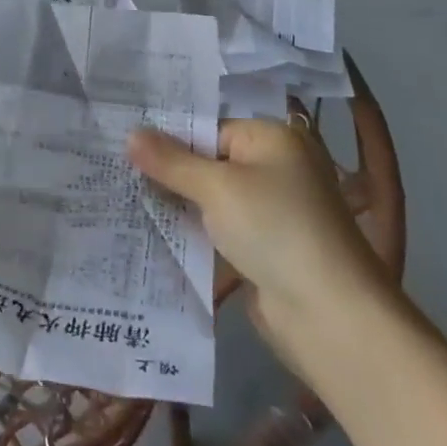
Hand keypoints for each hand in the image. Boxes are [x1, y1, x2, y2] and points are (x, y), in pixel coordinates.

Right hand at [128, 116, 389, 367]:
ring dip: (178, 205)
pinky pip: (220, 231)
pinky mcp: (265, 249)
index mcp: (274, 139)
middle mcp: (277, 169)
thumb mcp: (215, 188)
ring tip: (125, 200)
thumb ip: (170, 161)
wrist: (329, 315)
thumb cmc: (274, 229)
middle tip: (117, 172)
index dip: (169, 140)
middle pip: (210, 163)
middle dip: (169, 173)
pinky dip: (194, 233)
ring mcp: (273, 212)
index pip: (209, 129)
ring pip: (212, 200)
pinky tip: (154, 234)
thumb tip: (129, 133)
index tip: (125, 149)